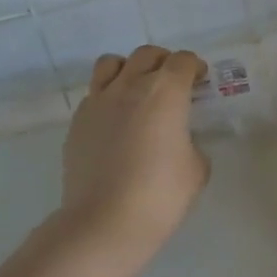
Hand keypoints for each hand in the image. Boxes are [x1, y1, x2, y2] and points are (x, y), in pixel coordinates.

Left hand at [54, 45, 210, 267]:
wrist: (104, 222)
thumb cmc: (160, 195)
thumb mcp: (196, 169)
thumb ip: (191, 143)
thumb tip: (180, 140)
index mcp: (165, 92)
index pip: (182, 61)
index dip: (194, 67)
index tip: (200, 80)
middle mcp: (130, 85)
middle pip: (147, 55)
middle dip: (164, 62)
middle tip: (173, 83)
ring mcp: (98, 101)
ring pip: (112, 64)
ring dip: (129, 69)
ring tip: (137, 90)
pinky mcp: (77, 121)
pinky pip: (94, 94)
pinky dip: (108, 97)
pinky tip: (115, 121)